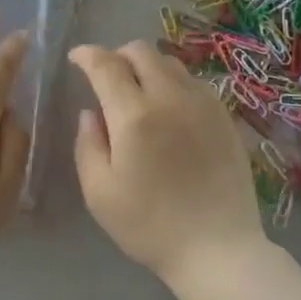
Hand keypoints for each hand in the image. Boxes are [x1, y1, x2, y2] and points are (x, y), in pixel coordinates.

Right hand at [69, 41, 269, 289]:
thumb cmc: (149, 226)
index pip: (106, 64)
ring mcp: (203, 104)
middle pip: (141, 51)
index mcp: (134, 115)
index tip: (76, 58)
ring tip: (139, 92)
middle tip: (107, 77)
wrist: (218, 248)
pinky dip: (174, 83)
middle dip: (117, 55)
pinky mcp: (225, 116)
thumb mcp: (99, 192)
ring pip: (170, 62)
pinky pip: (194, 82)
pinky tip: (170, 110)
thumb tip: (90, 112)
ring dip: (147, 67)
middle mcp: (170, 97)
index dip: (87, 54)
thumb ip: (88, 144)